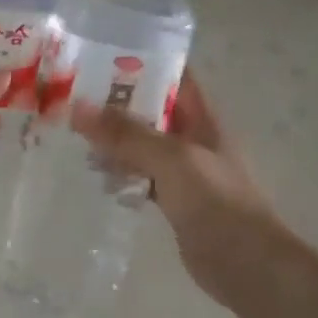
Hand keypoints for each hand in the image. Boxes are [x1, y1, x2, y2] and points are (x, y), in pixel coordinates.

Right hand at [72, 71, 278, 299]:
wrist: (246, 264)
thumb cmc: (216, 202)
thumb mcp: (171, 159)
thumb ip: (126, 134)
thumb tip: (78, 108)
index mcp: (202, 118)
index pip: (174, 76)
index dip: (144, 61)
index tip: (101, 53)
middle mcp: (193, 138)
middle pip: (152, 109)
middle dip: (117, 101)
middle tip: (72, 93)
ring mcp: (183, 171)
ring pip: (142, 144)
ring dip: (113, 137)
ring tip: (72, 129)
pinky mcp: (173, 200)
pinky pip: (140, 175)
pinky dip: (119, 171)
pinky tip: (92, 172)